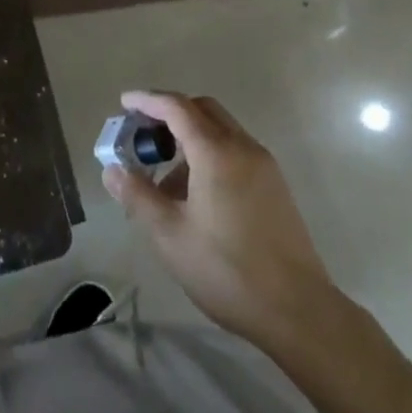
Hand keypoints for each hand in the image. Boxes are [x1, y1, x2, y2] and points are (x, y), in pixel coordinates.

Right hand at [103, 90, 344, 351]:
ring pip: (220, 130)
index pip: (176, 107)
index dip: (147, 100)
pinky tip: (197, 194)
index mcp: (215, 151)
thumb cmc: (227, 270)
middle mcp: (242, 146)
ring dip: (190, 136)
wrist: (299, 311)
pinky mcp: (275, 186)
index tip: (124, 102)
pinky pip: (235, 151)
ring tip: (166, 178)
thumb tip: (112, 169)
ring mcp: (264, 165)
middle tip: (143, 135)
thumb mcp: (170, 236)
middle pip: (202, 109)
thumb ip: (138, 196)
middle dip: (170, 113)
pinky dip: (210, 153)